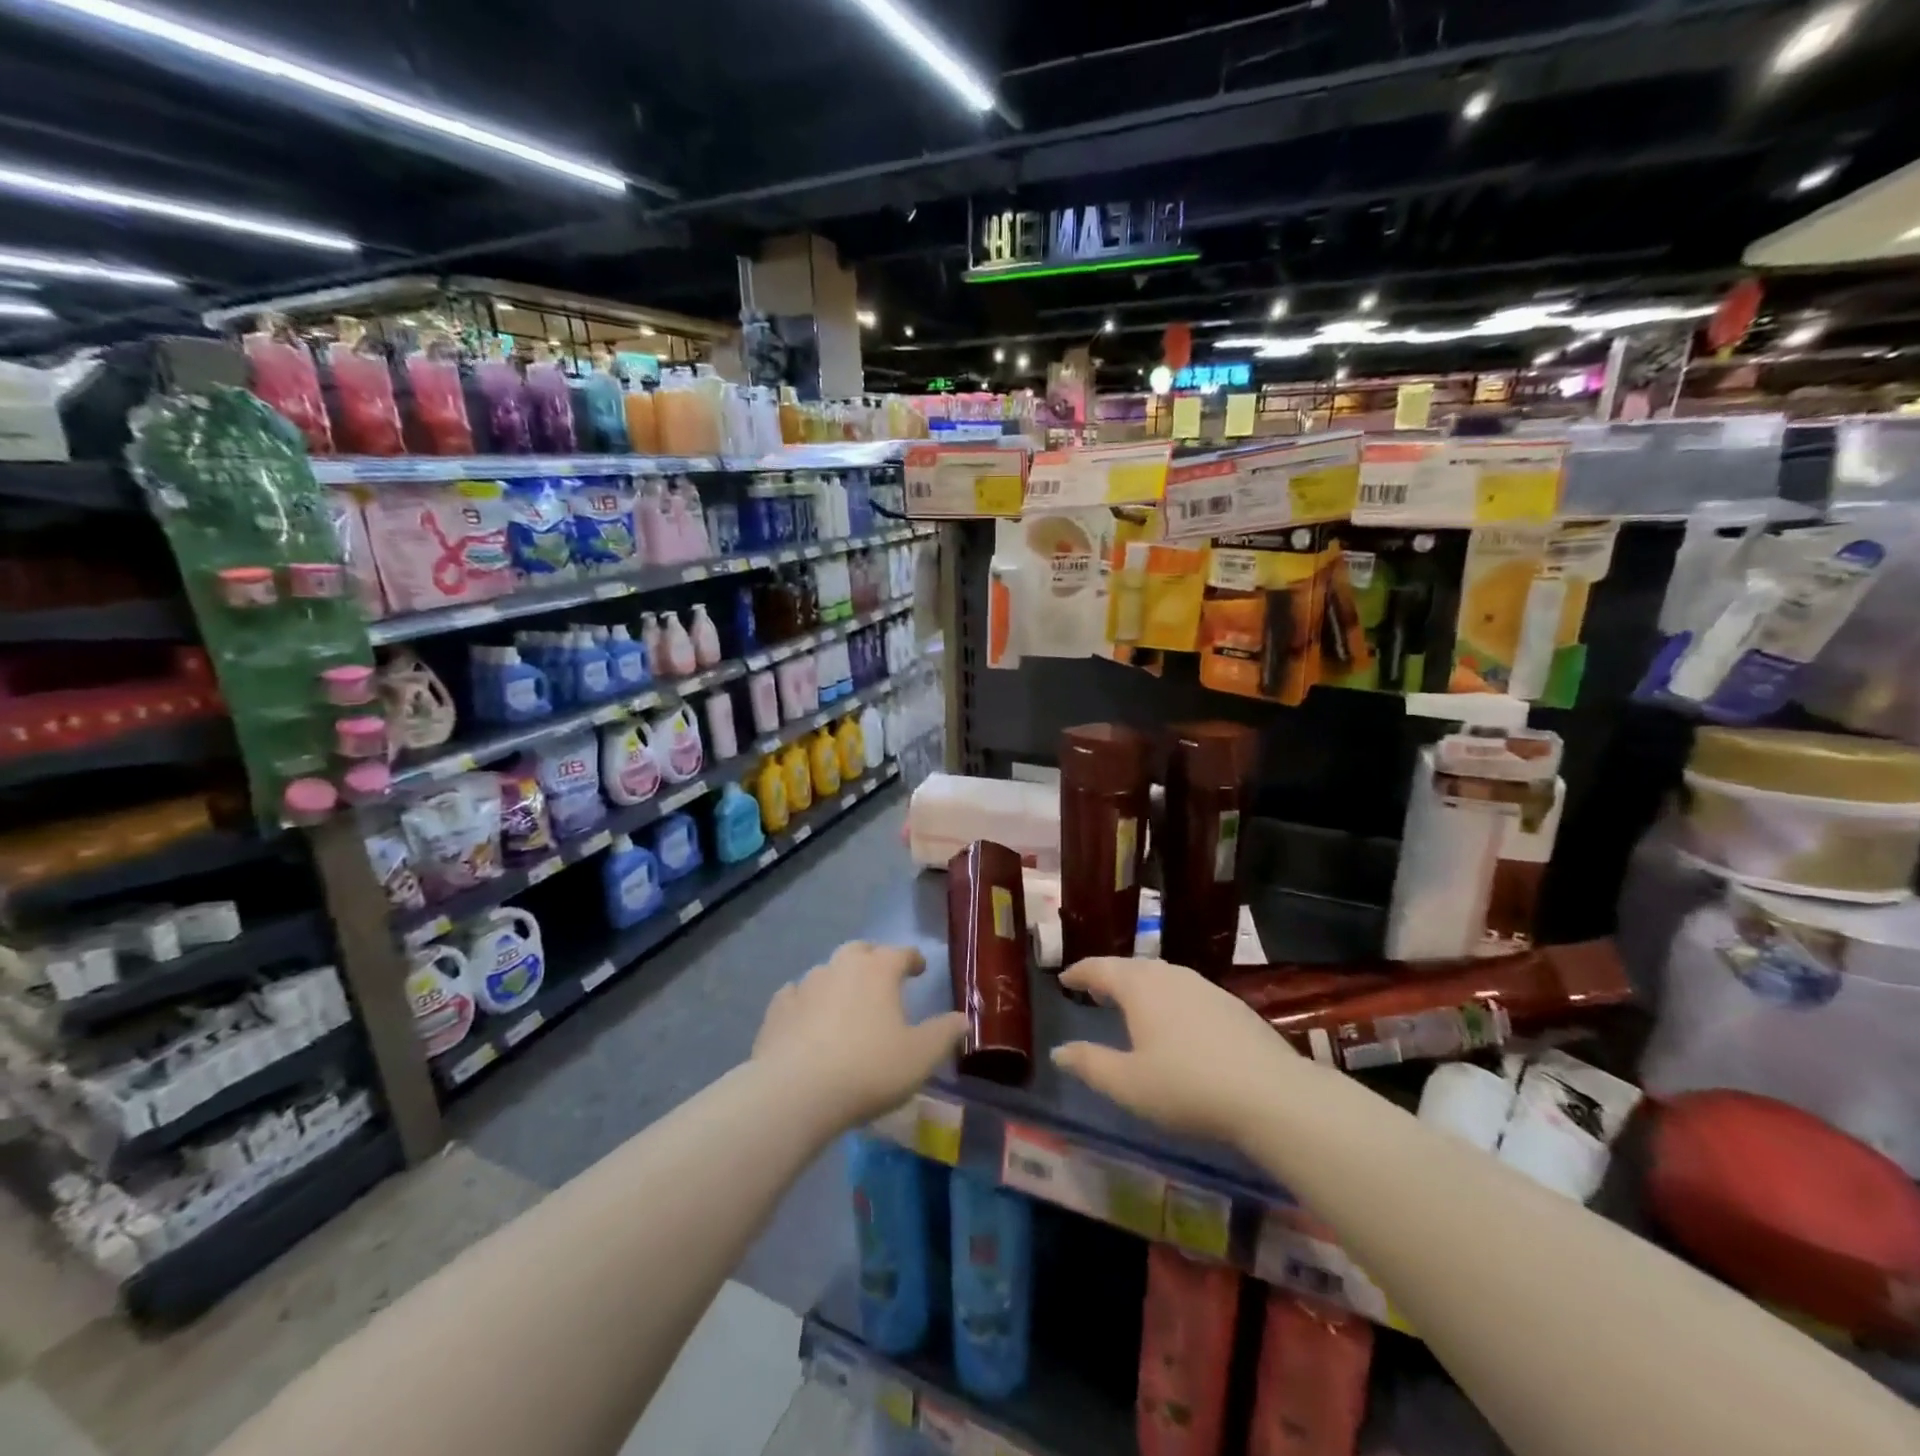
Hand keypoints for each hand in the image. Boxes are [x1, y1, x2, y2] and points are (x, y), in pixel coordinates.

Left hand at [753, 941, 967, 1128]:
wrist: (796, 1091)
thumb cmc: (868, 1069)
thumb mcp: (920, 1056)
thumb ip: (944, 1033)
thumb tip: (963, 1018)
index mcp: (879, 971)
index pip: (901, 953)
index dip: (913, 959)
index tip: (920, 969)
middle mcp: (841, 967)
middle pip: (860, 951)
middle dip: (873, 959)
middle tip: (882, 977)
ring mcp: (805, 985)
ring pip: (827, 971)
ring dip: (839, 980)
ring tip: (846, 1002)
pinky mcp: (778, 1009)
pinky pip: (796, 994)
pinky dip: (806, 1001)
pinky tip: (807, 1017)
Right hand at [1052, 957, 1297, 1145]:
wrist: (1271, 1094)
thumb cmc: (1188, 1087)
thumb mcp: (1128, 1084)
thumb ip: (1090, 1064)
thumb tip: (1059, 1052)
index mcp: (1140, 988)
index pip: (1101, 968)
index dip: (1080, 972)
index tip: (1066, 978)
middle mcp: (1170, 976)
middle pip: (1132, 967)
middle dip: (1110, 976)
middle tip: (1095, 990)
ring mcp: (1204, 987)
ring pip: (1163, 975)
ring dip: (1141, 984)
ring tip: (1132, 1003)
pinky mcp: (1231, 1004)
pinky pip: (1186, 989)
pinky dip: (1168, 996)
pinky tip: (1176, 1020)